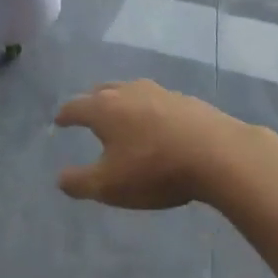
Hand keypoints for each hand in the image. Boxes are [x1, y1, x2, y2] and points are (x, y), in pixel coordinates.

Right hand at [55, 80, 273, 209]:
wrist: (218, 154)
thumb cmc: (154, 169)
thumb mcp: (110, 186)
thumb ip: (80, 182)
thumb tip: (60, 178)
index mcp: (104, 108)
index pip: (75, 106)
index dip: (65, 115)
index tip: (59, 121)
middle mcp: (128, 92)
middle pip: (102, 91)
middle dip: (91, 102)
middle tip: (87, 114)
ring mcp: (160, 92)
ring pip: (131, 92)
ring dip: (121, 103)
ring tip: (121, 117)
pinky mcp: (186, 100)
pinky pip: (157, 101)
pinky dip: (148, 110)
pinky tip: (157, 125)